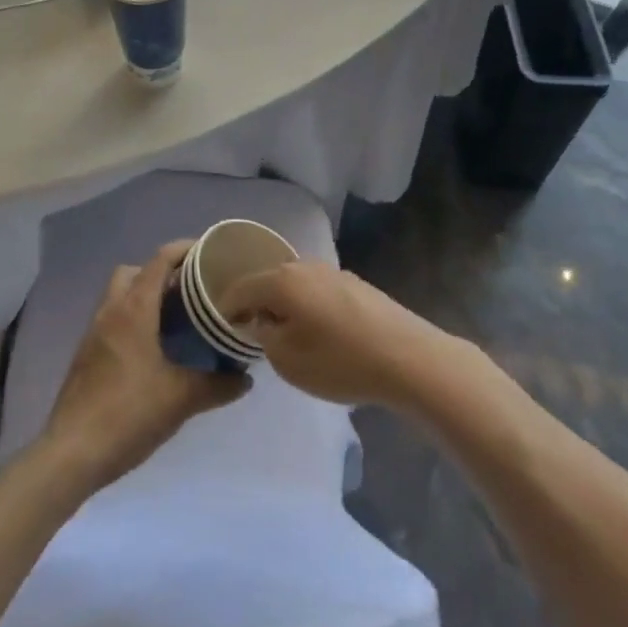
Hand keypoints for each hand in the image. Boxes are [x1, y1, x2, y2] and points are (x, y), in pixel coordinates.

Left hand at [38, 241, 250, 493]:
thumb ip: (217, 385)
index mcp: (134, 310)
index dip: (184, 249)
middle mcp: (110, 312)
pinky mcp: (86, 356)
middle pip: (133, 271)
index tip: (210, 253)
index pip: (159, 260)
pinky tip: (153, 350)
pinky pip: (112, 321)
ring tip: (176, 319)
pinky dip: (132, 321)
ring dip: (144, 297)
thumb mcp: (181, 399)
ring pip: (119, 296)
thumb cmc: (128, 414)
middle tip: (190, 290)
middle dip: (160, 272)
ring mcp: (93, 334)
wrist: (71, 454)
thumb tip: (246, 378)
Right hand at [220, 260, 457, 410]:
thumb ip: (263, 336)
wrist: (407, 358)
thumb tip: (259, 321)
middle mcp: (305, 266)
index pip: (240, 288)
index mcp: (282, 280)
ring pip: (296, 286)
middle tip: (250, 332)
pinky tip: (318, 332)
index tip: (220, 328)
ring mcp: (334, 272)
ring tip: (285, 334)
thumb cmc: (339, 361)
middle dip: (256, 304)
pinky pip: (318, 292)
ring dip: (285, 305)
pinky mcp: (357, 285)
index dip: (225, 308)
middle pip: (269, 281)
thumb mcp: (286, 359)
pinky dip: (309, 307)